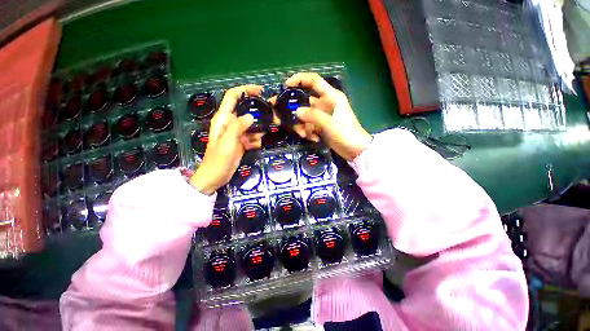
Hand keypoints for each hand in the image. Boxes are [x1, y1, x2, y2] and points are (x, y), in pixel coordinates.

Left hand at [190, 85, 263, 194]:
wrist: (216, 176)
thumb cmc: (218, 159)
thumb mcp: (228, 142)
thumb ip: (238, 127)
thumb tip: (251, 116)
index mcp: (223, 118)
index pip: (233, 96)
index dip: (245, 90)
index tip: (261, 91)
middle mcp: (229, 122)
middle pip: (245, 110)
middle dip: (257, 113)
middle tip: (269, 117)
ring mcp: (236, 132)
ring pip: (251, 124)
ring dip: (257, 130)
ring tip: (256, 140)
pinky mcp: (241, 141)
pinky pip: (252, 135)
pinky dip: (255, 140)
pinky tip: (254, 146)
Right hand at [281, 73, 371, 160]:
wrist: (355, 150)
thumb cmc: (347, 134)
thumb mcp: (330, 124)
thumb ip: (313, 116)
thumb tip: (297, 111)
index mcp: (331, 97)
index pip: (314, 81)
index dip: (299, 79)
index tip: (286, 85)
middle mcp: (325, 104)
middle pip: (305, 101)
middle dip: (294, 110)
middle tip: (282, 118)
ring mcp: (322, 116)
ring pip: (305, 116)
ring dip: (302, 126)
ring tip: (305, 135)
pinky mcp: (321, 126)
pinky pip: (309, 126)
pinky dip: (309, 132)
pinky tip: (314, 139)